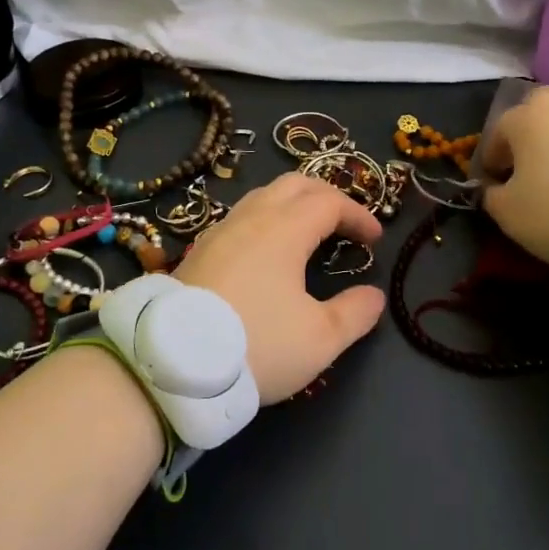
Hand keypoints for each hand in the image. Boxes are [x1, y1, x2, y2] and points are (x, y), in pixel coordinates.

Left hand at [174, 174, 385, 401]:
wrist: (173, 364)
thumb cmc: (257, 345)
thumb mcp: (320, 339)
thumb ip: (354, 313)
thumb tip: (373, 295)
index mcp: (284, 229)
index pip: (329, 202)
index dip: (357, 214)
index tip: (375, 239)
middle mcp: (251, 218)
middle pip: (294, 185)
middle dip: (326, 196)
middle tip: (345, 223)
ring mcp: (220, 231)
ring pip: (263, 197)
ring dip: (293, 205)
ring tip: (309, 233)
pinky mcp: (199, 251)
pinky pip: (241, 217)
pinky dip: (266, 220)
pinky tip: (267, 252)